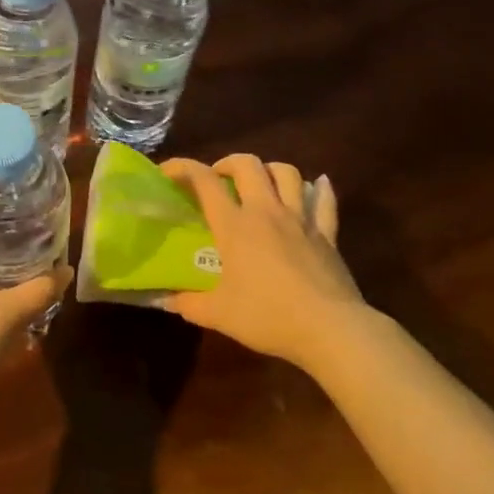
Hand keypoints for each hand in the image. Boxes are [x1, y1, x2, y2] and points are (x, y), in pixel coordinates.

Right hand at [159, 155, 372, 371]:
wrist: (329, 330)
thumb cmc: (267, 317)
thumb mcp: (218, 315)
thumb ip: (187, 304)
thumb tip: (164, 300)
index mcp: (235, 226)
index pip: (204, 181)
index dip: (182, 168)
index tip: (167, 172)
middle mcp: (267, 212)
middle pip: (249, 165)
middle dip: (228, 163)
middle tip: (218, 179)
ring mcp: (301, 220)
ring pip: (287, 174)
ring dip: (269, 170)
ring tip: (260, 183)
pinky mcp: (327, 235)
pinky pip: (325, 201)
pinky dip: (319, 189)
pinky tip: (317, 185)